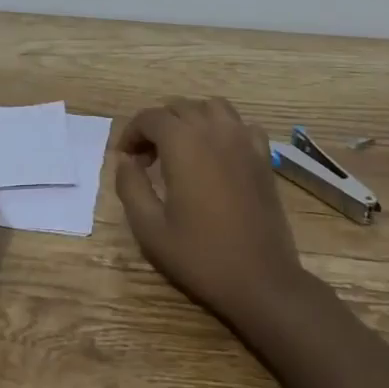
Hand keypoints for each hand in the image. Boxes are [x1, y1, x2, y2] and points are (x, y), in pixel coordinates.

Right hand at [115, 97, 309, 326]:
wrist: (261, 280)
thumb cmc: (200, 255)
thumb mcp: (150, 228)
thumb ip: (131, 187)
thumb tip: (125, 161)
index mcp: (183, 143)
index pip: (150, 117)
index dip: (131, 133)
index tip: (124, 158)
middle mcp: (214, 131)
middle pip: (179, 107)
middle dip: (157, 126)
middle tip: (146, 159)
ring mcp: (243, 141)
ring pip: (212, 107)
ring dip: (190, 119)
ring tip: (180, 148)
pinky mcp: (263, 157)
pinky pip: (241, 125)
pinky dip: (224, 129)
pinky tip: (217, 154)